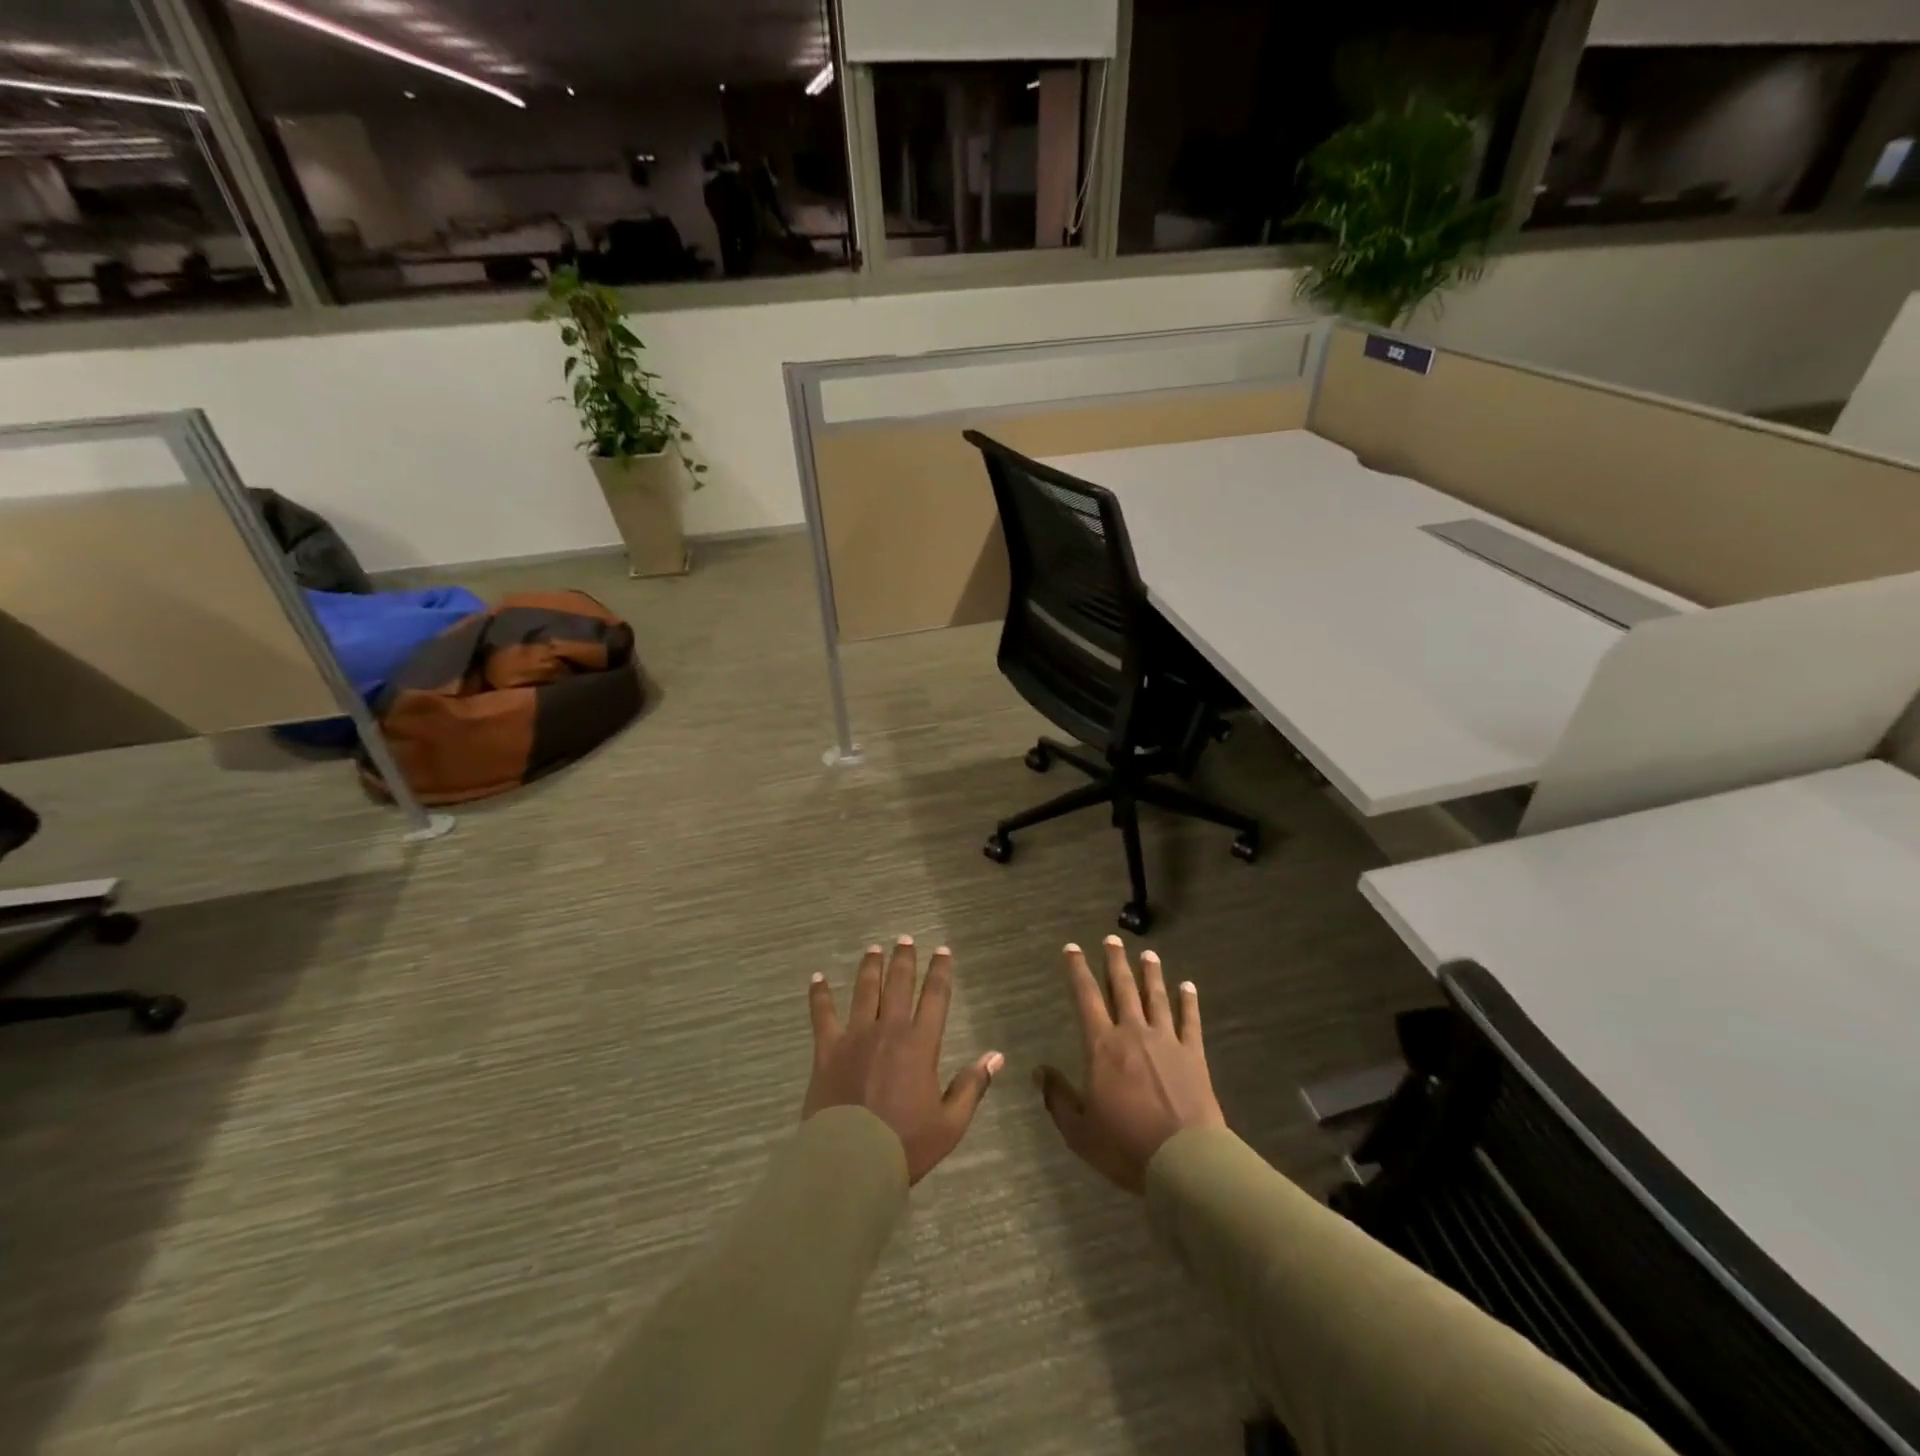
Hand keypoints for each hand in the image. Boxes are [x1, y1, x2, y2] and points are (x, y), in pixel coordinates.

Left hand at [803, 937, 1003, 1184]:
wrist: (851, 1160)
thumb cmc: (905, 1144)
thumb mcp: (950, 1123)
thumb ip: (972, 1086)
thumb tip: (996, 1056)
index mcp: (920, 1044)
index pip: (935, 997)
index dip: (940, 971)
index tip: (942, 951)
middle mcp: (888, 1029)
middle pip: (898, 984)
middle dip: (904, 959)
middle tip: (905, 938)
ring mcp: (855, 1036)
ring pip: (864, 991)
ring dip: (870, 967)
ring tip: (873, 949)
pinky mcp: (827, 1049)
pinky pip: (822, 1014)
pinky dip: (819, 995)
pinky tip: (817, 979)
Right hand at [1036, 936, 1225, 1193]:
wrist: (1184, 1161)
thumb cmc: (1125, 1146)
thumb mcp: (1079, 1130)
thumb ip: (1057, 1097)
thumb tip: (1038, 1071)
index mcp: (1102, 1047)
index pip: (1086, 997)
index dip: (1077, 970)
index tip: (1072, 948)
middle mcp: (1133, 1033)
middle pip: (1123, 988)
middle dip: (1115, 962)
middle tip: (1112, 939)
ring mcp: (1167, 1041)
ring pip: (1156, 998)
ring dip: (1151, 974)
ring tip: (1148, 954)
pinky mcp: (1194, 1055)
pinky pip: (1190, 1021)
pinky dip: (1189, 1002)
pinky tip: (1189, 987)